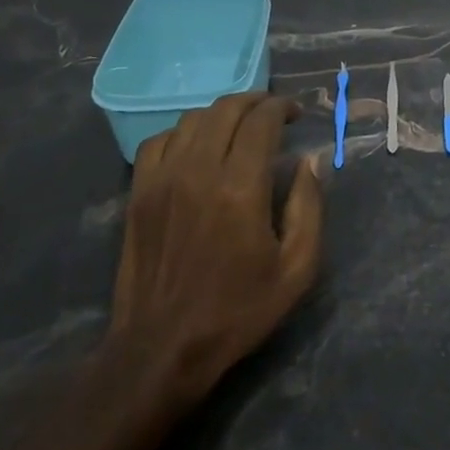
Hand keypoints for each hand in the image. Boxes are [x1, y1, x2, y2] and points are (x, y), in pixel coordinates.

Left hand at [106, 93, 323, 407]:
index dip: (282, 108)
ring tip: (240, 127)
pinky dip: (184, 132)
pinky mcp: (139, 194)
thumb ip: (309, 207)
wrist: (163, 347)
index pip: (260, 121)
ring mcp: (161, 180)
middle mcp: (197, 171)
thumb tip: (310, 161)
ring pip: (192, 119)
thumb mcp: (297, 268)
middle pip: (225, 109)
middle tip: (274, 114)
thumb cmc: (238, 310)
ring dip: (222, 114)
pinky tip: (198, 147)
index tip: (297, 114)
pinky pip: (158, 141)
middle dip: (255, 102)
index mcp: (239, 188)